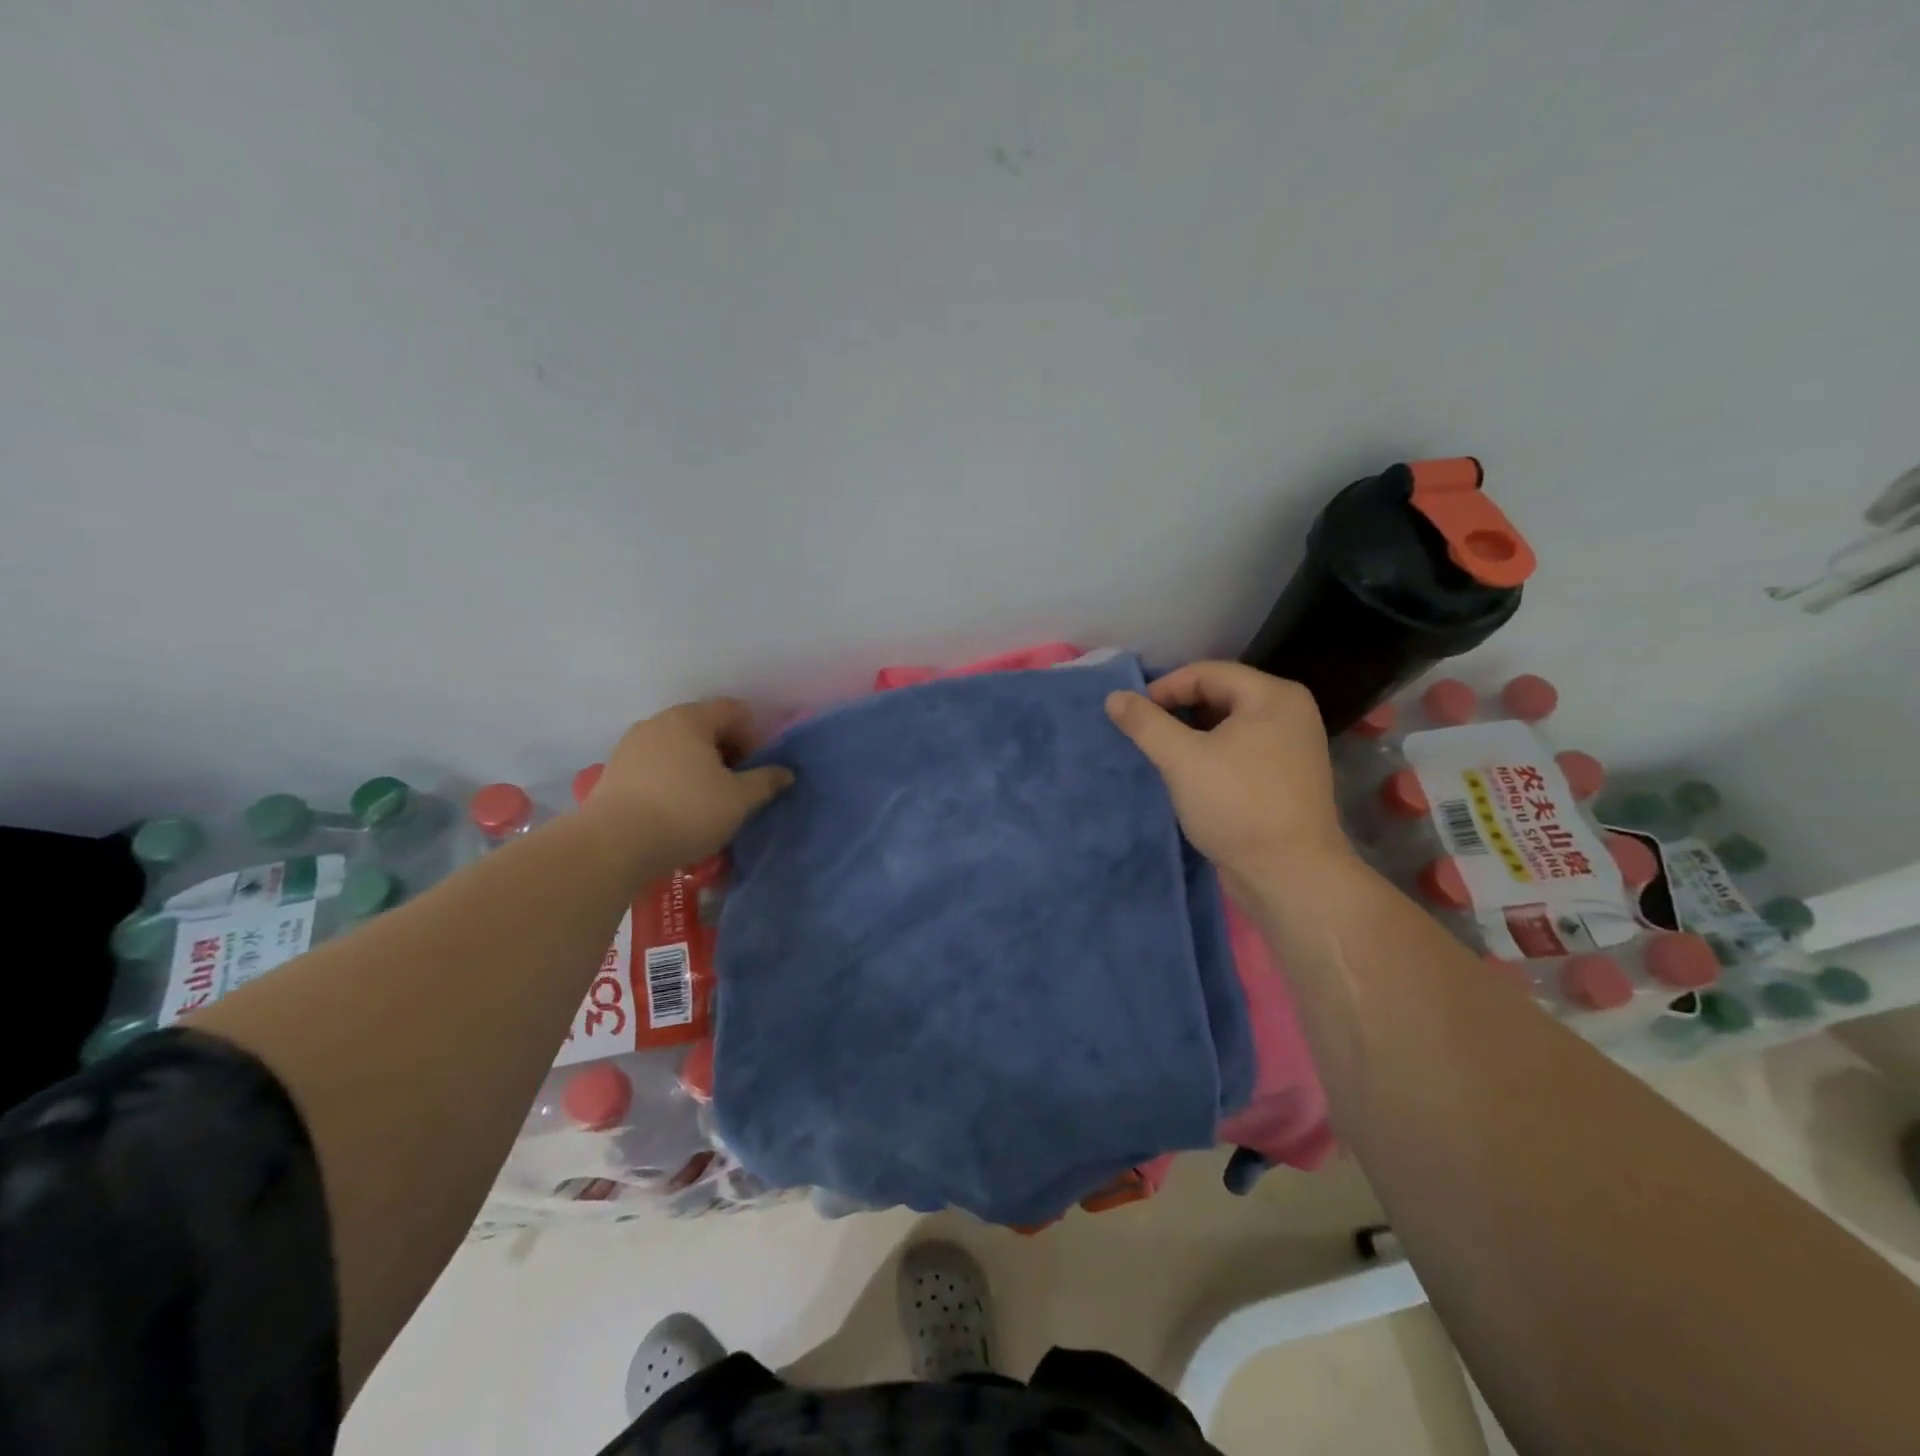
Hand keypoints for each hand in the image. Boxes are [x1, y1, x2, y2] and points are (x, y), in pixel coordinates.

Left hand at [582, 698, 792, 869]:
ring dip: (698, 765)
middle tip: (736, 784)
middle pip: (704, 725)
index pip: (734, 710)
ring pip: (678, 746)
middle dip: (726, 750)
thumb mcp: (739, 800)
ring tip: (707, 798)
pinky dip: (673, 777)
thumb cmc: (686, 812)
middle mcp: (658, 722)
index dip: (754, 735)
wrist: (614, 845)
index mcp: (691, 719)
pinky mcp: (615, 770)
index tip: (756, 768)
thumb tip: (785, 773)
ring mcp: (631, 745)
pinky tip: (676, 807)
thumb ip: (766, 781)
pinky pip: (656, 764)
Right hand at [1105, 663, 1351, 897]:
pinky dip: (1209, 754)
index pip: (1207, 673)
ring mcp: (1290, 746)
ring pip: (1227, 725)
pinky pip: (1238, 750)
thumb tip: (1114, 697)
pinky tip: (1185, 775)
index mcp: (1273, 696)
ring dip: (1190, 735)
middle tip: (1143, 734)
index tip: (1132, 715)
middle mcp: (1289, 713)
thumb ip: (1146, 723)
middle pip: (1219, 695)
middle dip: (1176, 711)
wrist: (1289, 874)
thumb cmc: (1237, 805)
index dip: (1164, 688)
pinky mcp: (1284, 777)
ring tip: (1159, 755)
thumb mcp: (1182, 759)